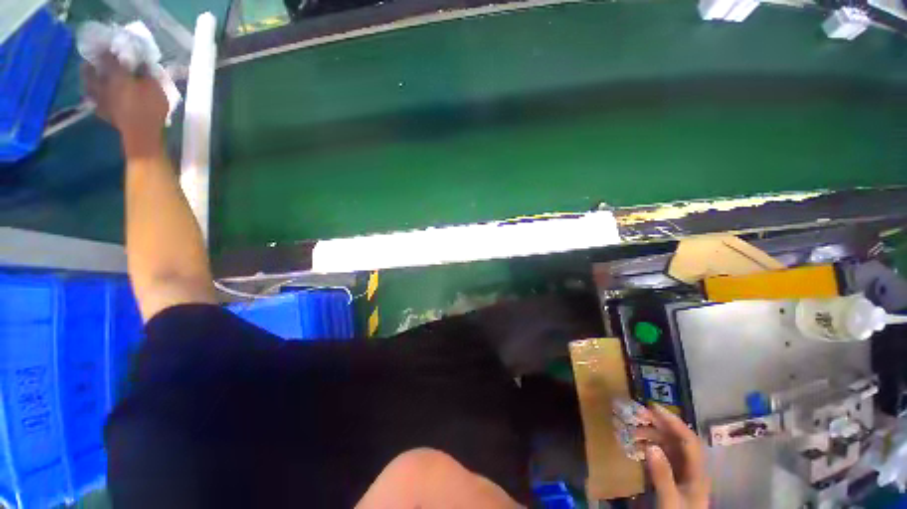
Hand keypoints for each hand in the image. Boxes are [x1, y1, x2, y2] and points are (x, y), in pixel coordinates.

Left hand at [81, 53, 167, 156]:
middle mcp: (103, 85)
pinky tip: (94, 96)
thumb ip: (146, 74)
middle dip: (92, 64)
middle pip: (92, 71)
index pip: (108, 57)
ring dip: (88, 79)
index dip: (108, 50)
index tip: (108, 44)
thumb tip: (141, 62)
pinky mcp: (103, 113)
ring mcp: (101, 100)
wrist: (142, 135)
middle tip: (91, 59)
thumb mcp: (155, 88)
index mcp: (116, 76)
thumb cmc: (150, 108)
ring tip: (89, 75)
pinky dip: (93, 97)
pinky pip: (94, 102)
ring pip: (89, 85)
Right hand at [633, 404, 709, 508]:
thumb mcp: (670, 500)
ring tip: (631, 430)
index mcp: (697, 471)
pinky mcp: (672, 477)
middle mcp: (691, 468)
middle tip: (636, 414)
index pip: (688, 439)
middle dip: (657, 424)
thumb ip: (662, 475)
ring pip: (667, 445)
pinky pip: (661, 455)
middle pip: (676, 439)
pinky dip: (648, 446)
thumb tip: (650, 446)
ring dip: (650, 434)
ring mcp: (682, 473)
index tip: (652, 407)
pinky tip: (636, 445)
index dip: (672, 421)